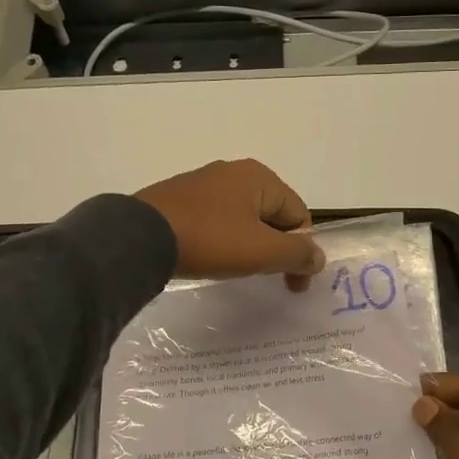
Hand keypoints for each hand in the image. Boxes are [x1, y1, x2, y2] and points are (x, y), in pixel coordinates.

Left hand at [134, 159, 325, 289]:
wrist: (140, 238)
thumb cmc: (211, 240)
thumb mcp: (262, 251)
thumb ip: (298, 254)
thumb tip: (318, 258)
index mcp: (259, 176)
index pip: (299, 216)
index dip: (302, 252)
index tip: (292, 285)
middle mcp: (234, 172)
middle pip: (272, 215)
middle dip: (276, 248)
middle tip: (266, 277)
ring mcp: (204, 183)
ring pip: (244, 219)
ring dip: (250, 246)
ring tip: (238, 270)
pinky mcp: (180, 199)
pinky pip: (217, 221)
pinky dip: (224, 241)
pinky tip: (212, 258)